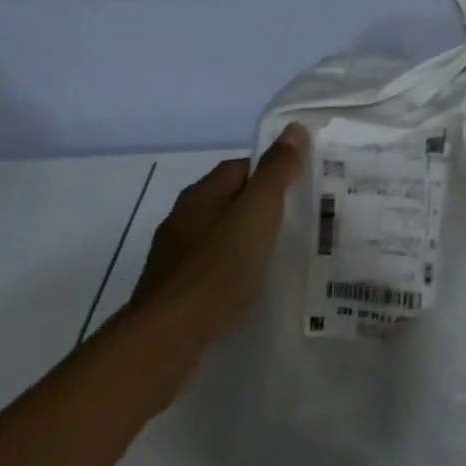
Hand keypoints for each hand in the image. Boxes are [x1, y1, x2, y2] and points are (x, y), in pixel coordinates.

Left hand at [127, 123, 307, 345]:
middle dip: (258, 207)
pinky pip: (210, 268)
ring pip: (218, 236)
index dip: (269, 172)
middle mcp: (182, 219)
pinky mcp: (173, 292)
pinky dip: (231, 270)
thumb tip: (294, 128)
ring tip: (277, 254)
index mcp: (201, 194)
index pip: (239, 167)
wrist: (167, 338)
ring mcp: (174, 257)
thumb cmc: (218, 266)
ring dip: (244, 240)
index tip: (299, 186)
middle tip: (296, 219)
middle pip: (228, 200)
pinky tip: (249, 287)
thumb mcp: (257, 212)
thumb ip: (276, 171)